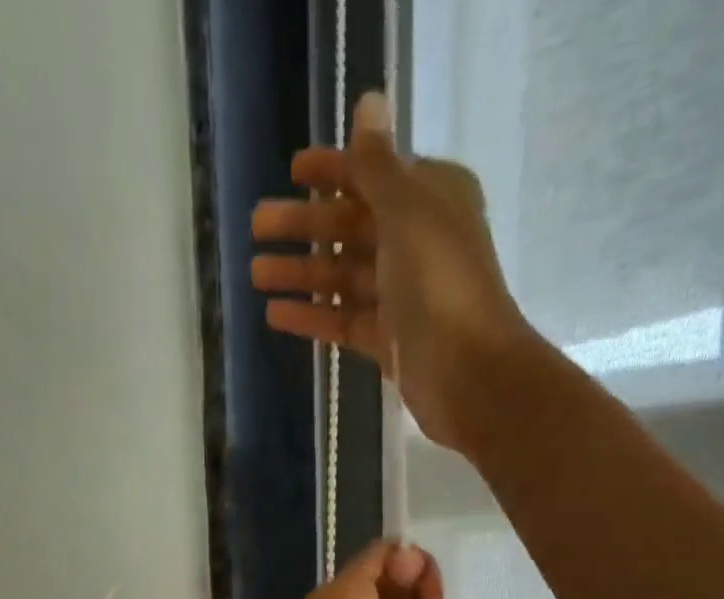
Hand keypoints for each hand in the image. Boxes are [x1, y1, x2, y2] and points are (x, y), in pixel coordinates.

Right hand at [250, 92, 532, 450]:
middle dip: (304, 225)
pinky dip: (312, 316)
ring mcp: (401, 295)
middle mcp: (417, 242)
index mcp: (431, 199)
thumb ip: (378, 165)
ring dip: (300, 273)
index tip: (293, 170)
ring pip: (342, 276)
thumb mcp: (407, 210)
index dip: (334, 171)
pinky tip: (275, 314)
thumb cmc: (439, 282)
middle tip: (256, 227)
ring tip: (255, 273)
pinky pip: (343, 320)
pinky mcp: (387, 340)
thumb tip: (369, 102)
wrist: (468, 371)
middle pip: (351, 227)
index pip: (374, 175)